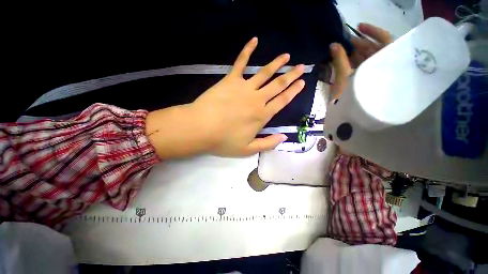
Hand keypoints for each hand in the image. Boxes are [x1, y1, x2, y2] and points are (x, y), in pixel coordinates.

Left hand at [146, 37, 305, 157]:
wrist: (201, 129)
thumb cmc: (224, 141)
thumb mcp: (248, 150)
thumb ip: (267, 144)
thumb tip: (284, 138)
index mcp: (262, 115)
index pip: (282, 101)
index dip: (293, 91)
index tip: (302, 82)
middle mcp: (257, 99)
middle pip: (278, 85)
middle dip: (291, 75)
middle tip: (301, 67)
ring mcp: (244, 87)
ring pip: (264, 72)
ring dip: (276, 63)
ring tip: (286, 56)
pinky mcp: (230, 80)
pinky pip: (240, 62)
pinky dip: (247, 50)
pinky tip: (254, 40)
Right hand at [330, 23, 391, 97]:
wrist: (353, 118)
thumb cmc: (353, 97)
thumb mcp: (345, 78)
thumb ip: (340, 60)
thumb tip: (333, 44)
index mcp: (385, 63)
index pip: (385, 40)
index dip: (372, 31)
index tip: (358, 27)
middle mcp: (383, 67)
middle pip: (374, 49)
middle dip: (359, 44)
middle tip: (344, 42)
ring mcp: (375, 74)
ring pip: (367, 58)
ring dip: (355, 53)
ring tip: (342, 50)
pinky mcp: (367, 81)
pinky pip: (362, 67)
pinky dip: (353, 62)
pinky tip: (345, 59)